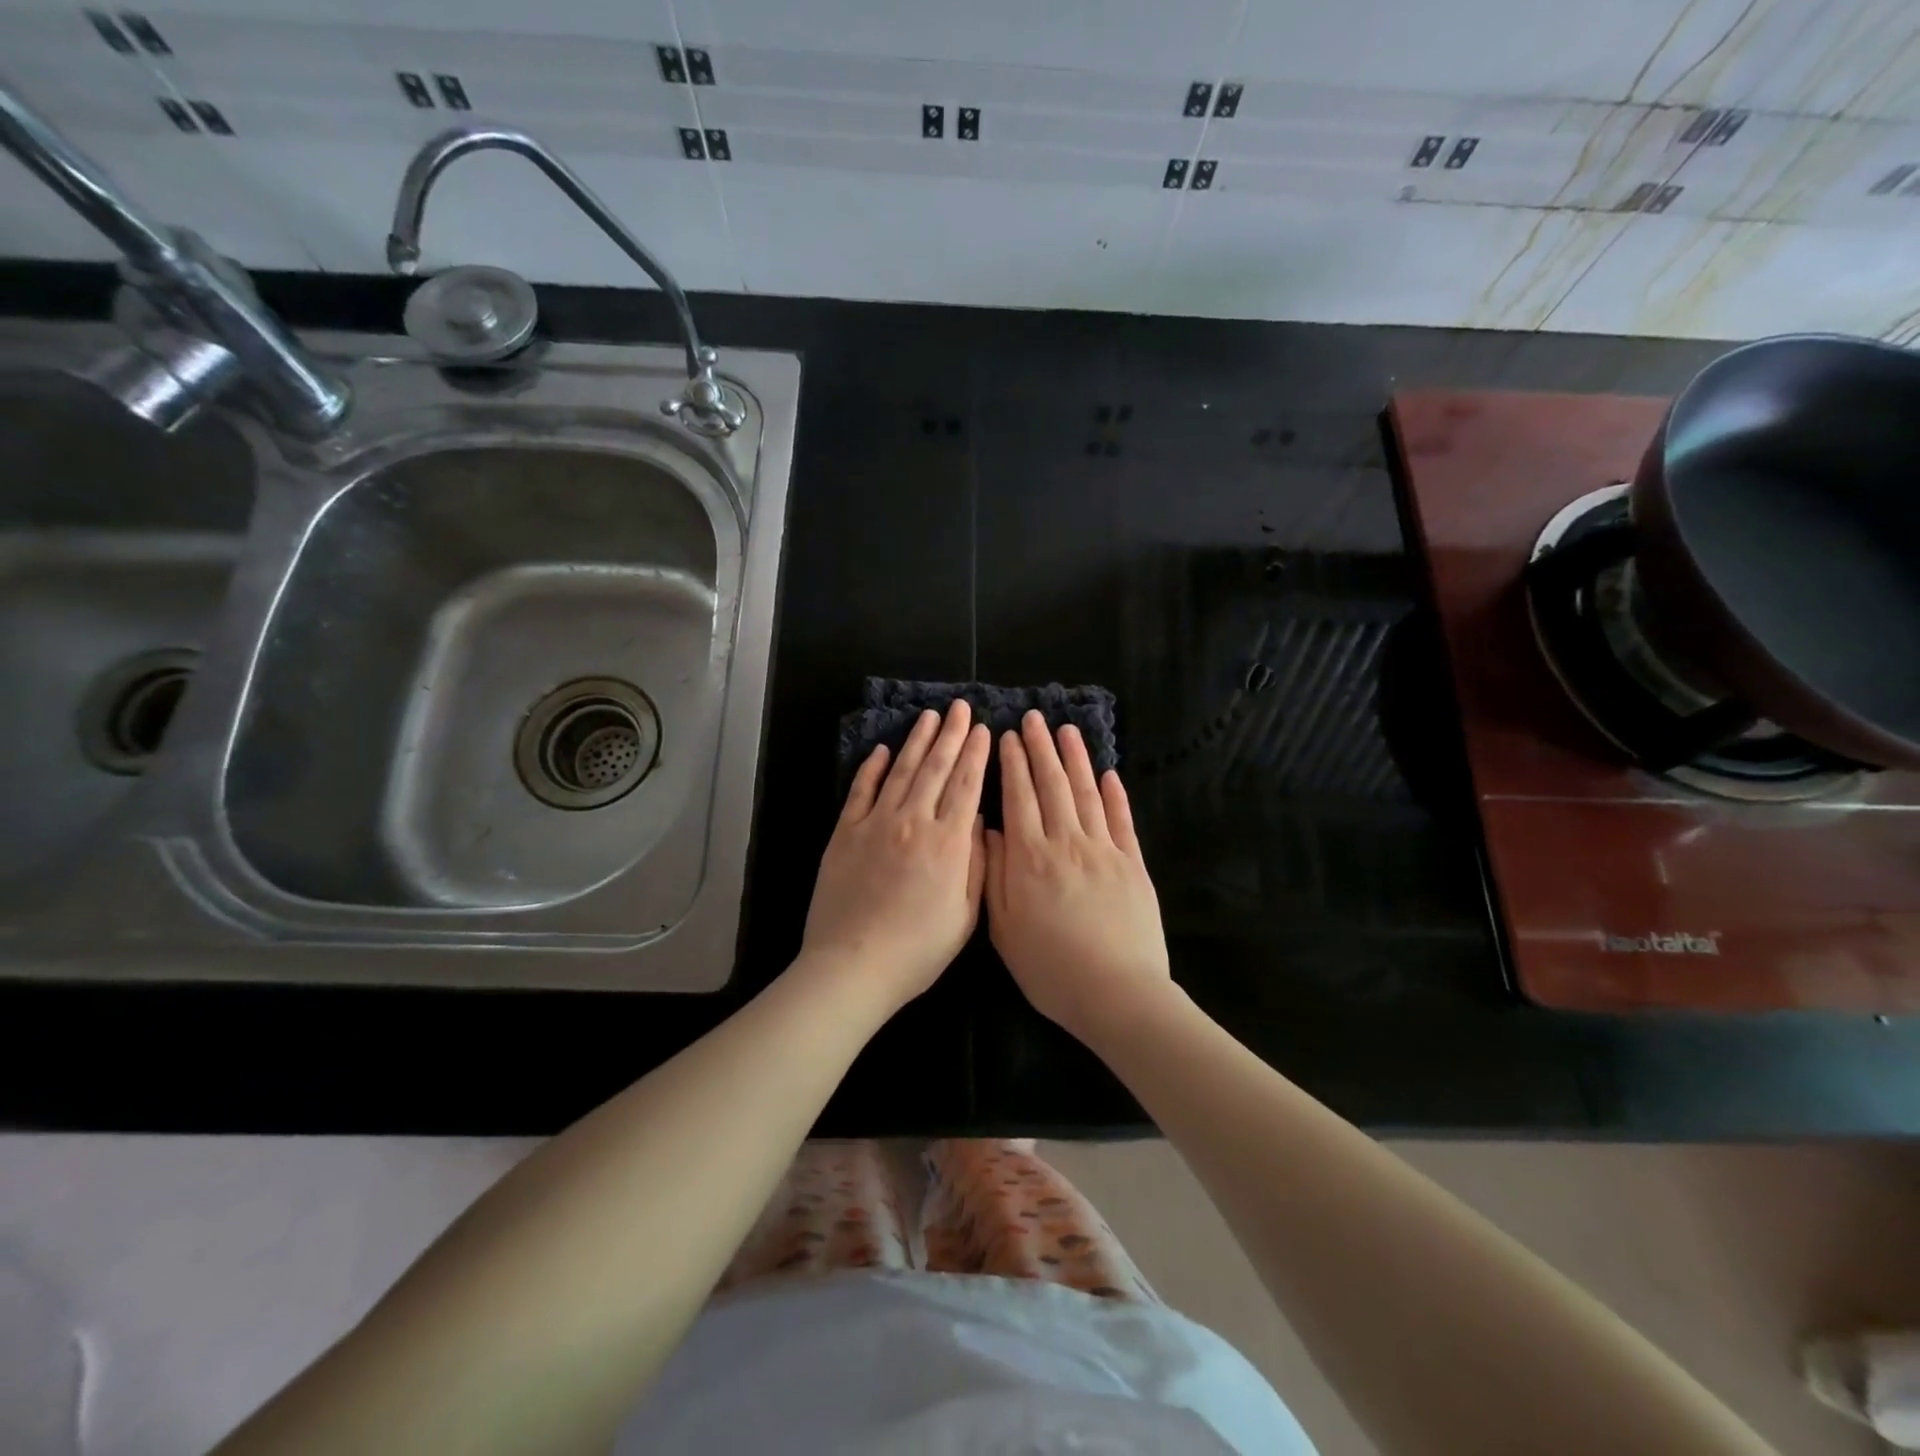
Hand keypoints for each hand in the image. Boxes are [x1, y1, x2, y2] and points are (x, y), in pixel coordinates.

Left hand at [800, 699, 990, 1013]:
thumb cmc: (917, 950)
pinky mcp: (845, 833)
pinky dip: (872, 768)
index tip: (983, 730)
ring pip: (901, 771)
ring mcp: (875, 824)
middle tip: (959, 707)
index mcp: (947, 843)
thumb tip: (977, 821)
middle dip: (951, 735)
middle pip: (935, 769)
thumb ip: (975, 864)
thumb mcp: (964, 915)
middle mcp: (913, 822)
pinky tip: (882, 750)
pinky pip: (861, 791)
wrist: (853, 965)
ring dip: (916, 741)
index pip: (966, 786)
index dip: (976, 755)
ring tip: (928, 717)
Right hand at [985, 712, 1175, 1049]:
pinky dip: (1115, 794)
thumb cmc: (1050, 968)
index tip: (1007, 736)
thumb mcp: (1003, 928)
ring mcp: (1104, 850)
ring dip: (1075, 759)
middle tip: (1033, 719)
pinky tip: (1108, 773)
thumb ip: (994, 874)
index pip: (1019, 797)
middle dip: (1040, 749)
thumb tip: (989, 830)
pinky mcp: (1133, 864)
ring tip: (1066, 731)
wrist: (1117, 994)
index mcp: (1030, 858)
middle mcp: (1067, 842)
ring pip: (1086, 793)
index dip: (1012, 764)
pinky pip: (1122, 820)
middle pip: (1052, 785)